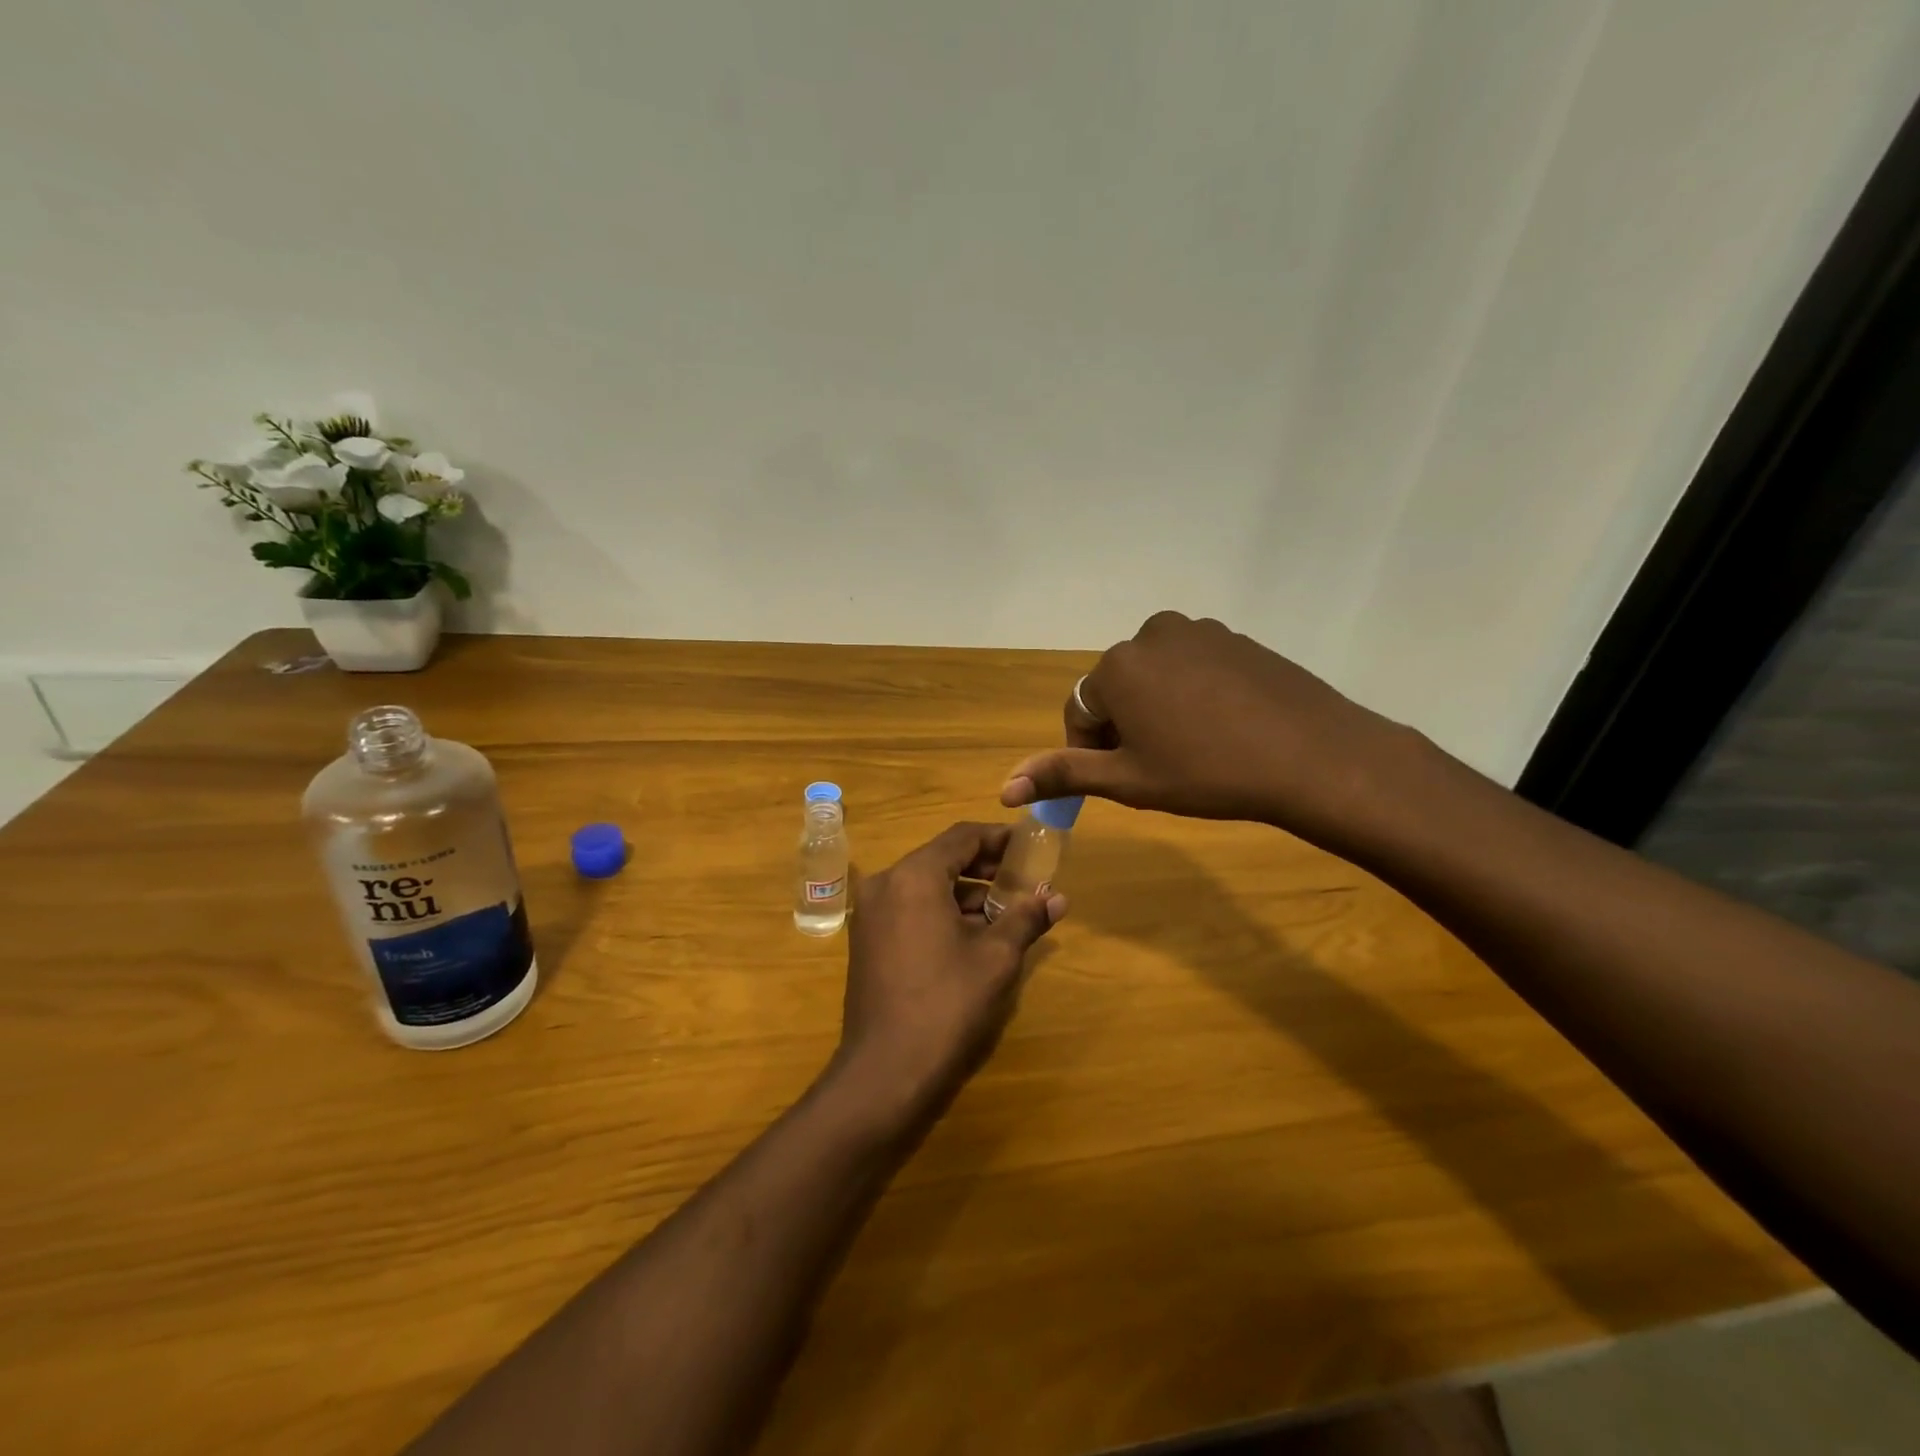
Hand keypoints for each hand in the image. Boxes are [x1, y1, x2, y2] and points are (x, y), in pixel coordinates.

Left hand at [834, 823, 1065, 1116]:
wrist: (885, 1072)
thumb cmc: (946, 1004)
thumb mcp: (996, 958)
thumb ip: (1026, 917)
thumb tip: (1057, 897)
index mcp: (914, 876)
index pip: (962, 836)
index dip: (1000, 838)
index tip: (1030, 847)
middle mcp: (886, 884)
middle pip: (943, 859)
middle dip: (986, 867)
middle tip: (1025, 880)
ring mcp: (871, 913)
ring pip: (927, 886)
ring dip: (967, 893)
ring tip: (1008, 912)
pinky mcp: (868, 940)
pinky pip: (911, 909)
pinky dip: (943, 912)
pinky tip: (975, 936)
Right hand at [1000, 611, 1411, 843]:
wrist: (1313, 756)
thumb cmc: (1207, 773)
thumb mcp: (1129, 780)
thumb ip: (1063, 775)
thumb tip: (1005, 789)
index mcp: (1117, 666)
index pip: (1081, 711)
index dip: (1092, 750)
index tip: (1119, 779)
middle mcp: (1150, 635)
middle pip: (1117, 688)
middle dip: (1125, 727)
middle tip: (1158, 767)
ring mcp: (1198, 631)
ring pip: (1156, 677)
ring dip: (1158, 709)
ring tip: (1192, 748)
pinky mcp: (1236, 638)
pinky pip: (1194, 667)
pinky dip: (1194, 694)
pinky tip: (1223, 727)